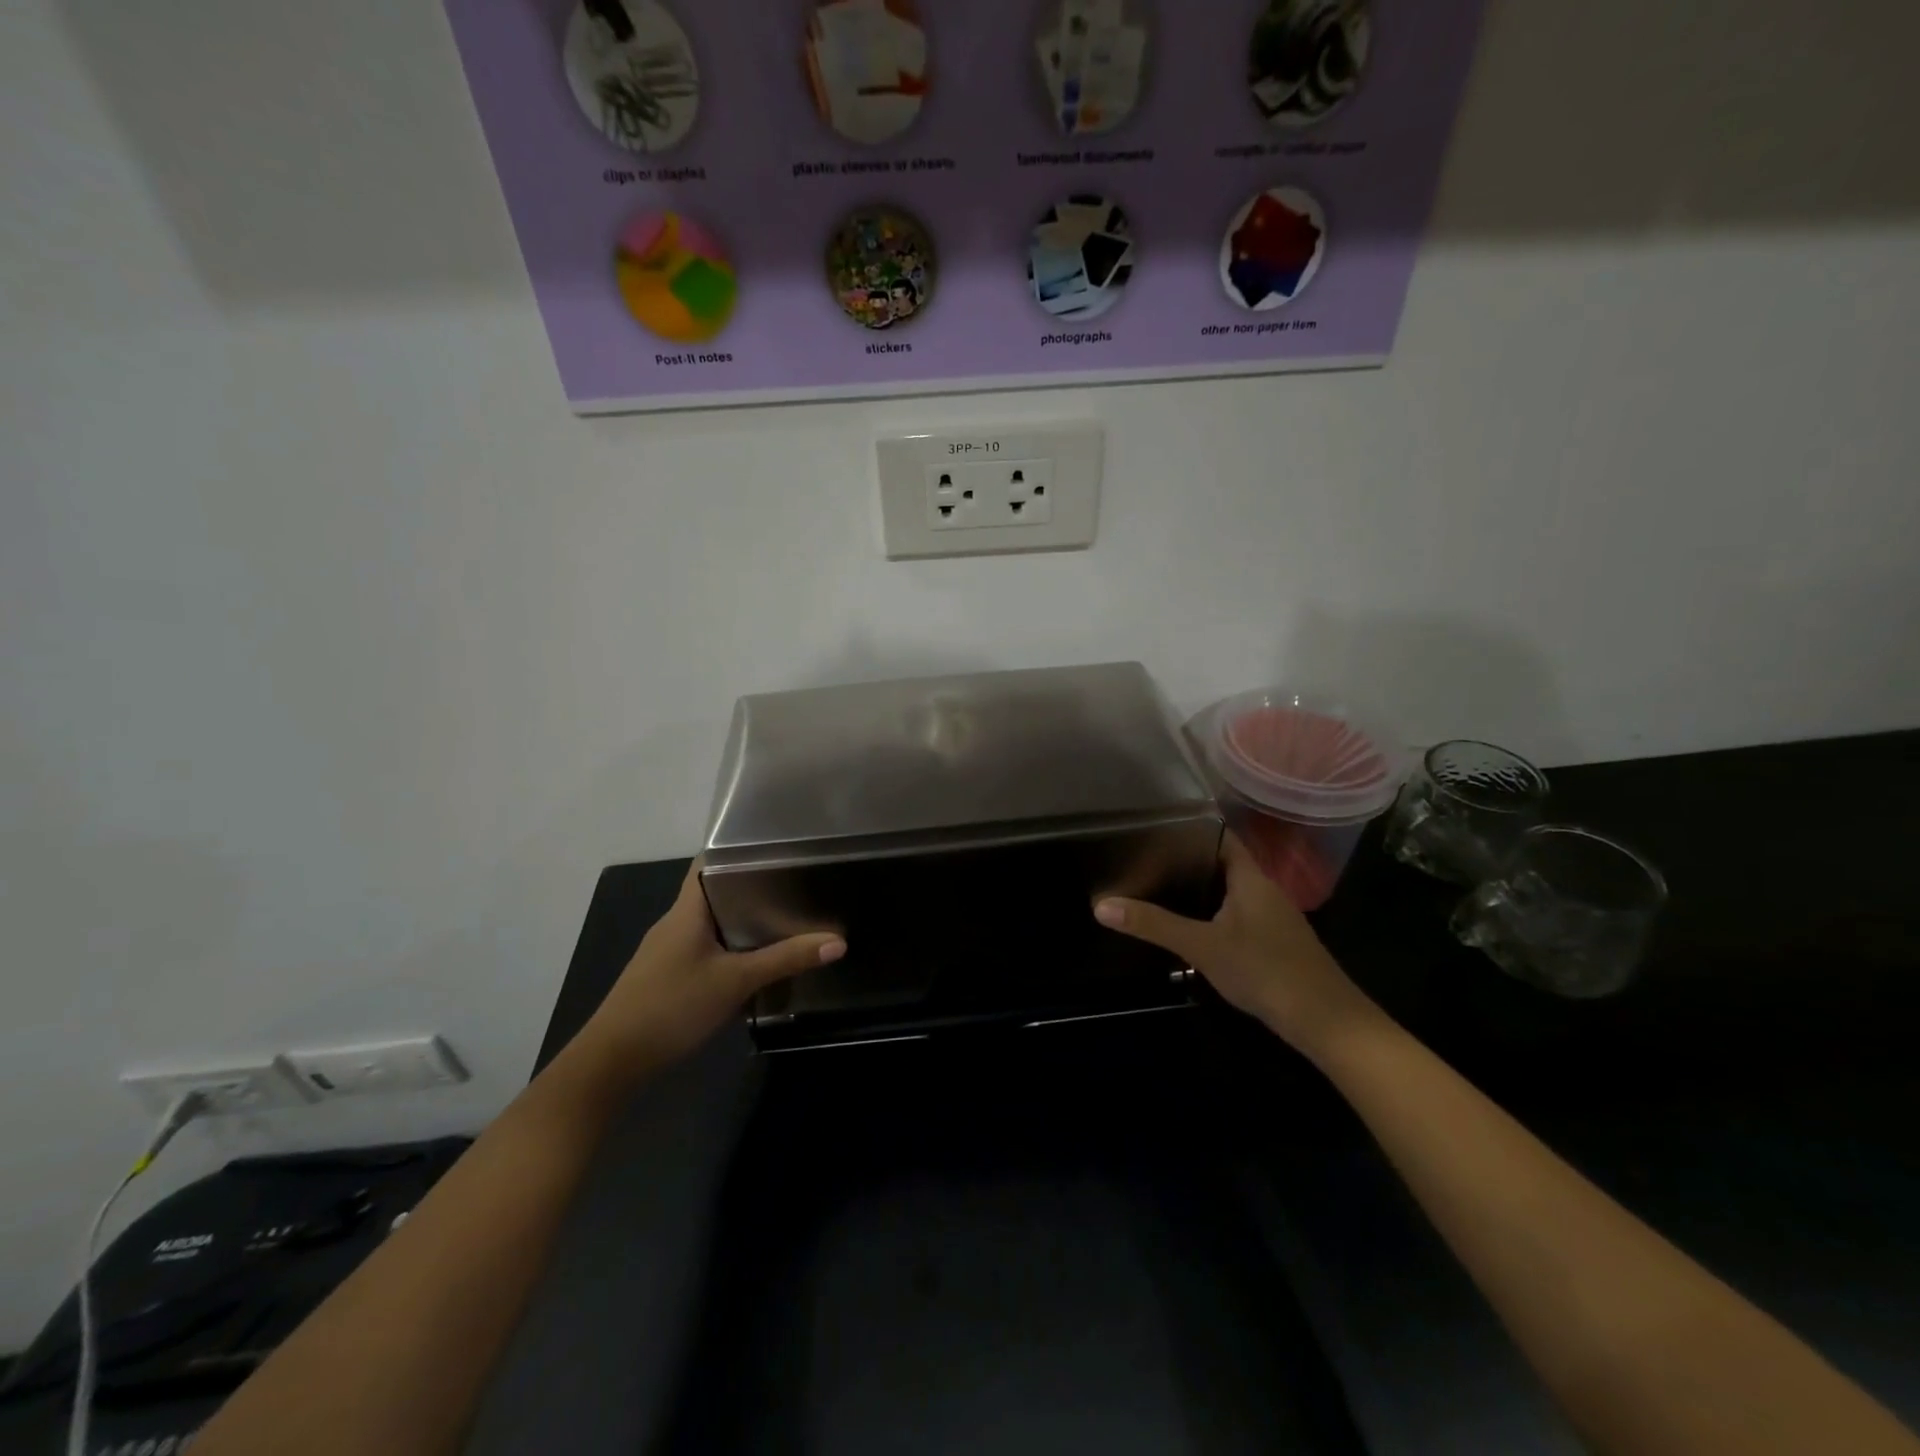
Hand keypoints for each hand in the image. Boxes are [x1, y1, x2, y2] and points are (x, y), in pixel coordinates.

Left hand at [573, 860, 844, 1086]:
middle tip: (796, 884)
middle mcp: (676, 923)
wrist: (612, 1062)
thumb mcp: (735, 981)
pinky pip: (706, 949)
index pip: (709, 862)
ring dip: (743, 921)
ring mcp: (668, 951)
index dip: (738, 850)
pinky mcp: (668, 976)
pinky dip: (731, 948)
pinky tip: (756, 962)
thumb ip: (786, 960)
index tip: (778, 848)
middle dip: (753, 888)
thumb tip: (838, 942)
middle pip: (716, 892)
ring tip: (787, 917)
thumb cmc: (672, 1006)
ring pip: (712, 923)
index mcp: (687, 910)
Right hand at [1093, 833, 1377, 1056]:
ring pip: (1230, 891)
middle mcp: (1264, 890)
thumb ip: (1154, 925)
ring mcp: (1273, 918)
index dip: (1191, 828)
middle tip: (1144, 857)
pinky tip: (1191, 926)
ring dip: (1200, 888)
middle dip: (1187, 859)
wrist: (1327, 1022)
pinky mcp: (1274, 942)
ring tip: (1157, 885)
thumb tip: (1101, 905)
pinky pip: (1237, 914)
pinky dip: (1213, 913)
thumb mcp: (1202, 946)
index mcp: (1251, 877)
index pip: (1221, 836)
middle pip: (1223, 862)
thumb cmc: (1265, 970)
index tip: (1154, 826)